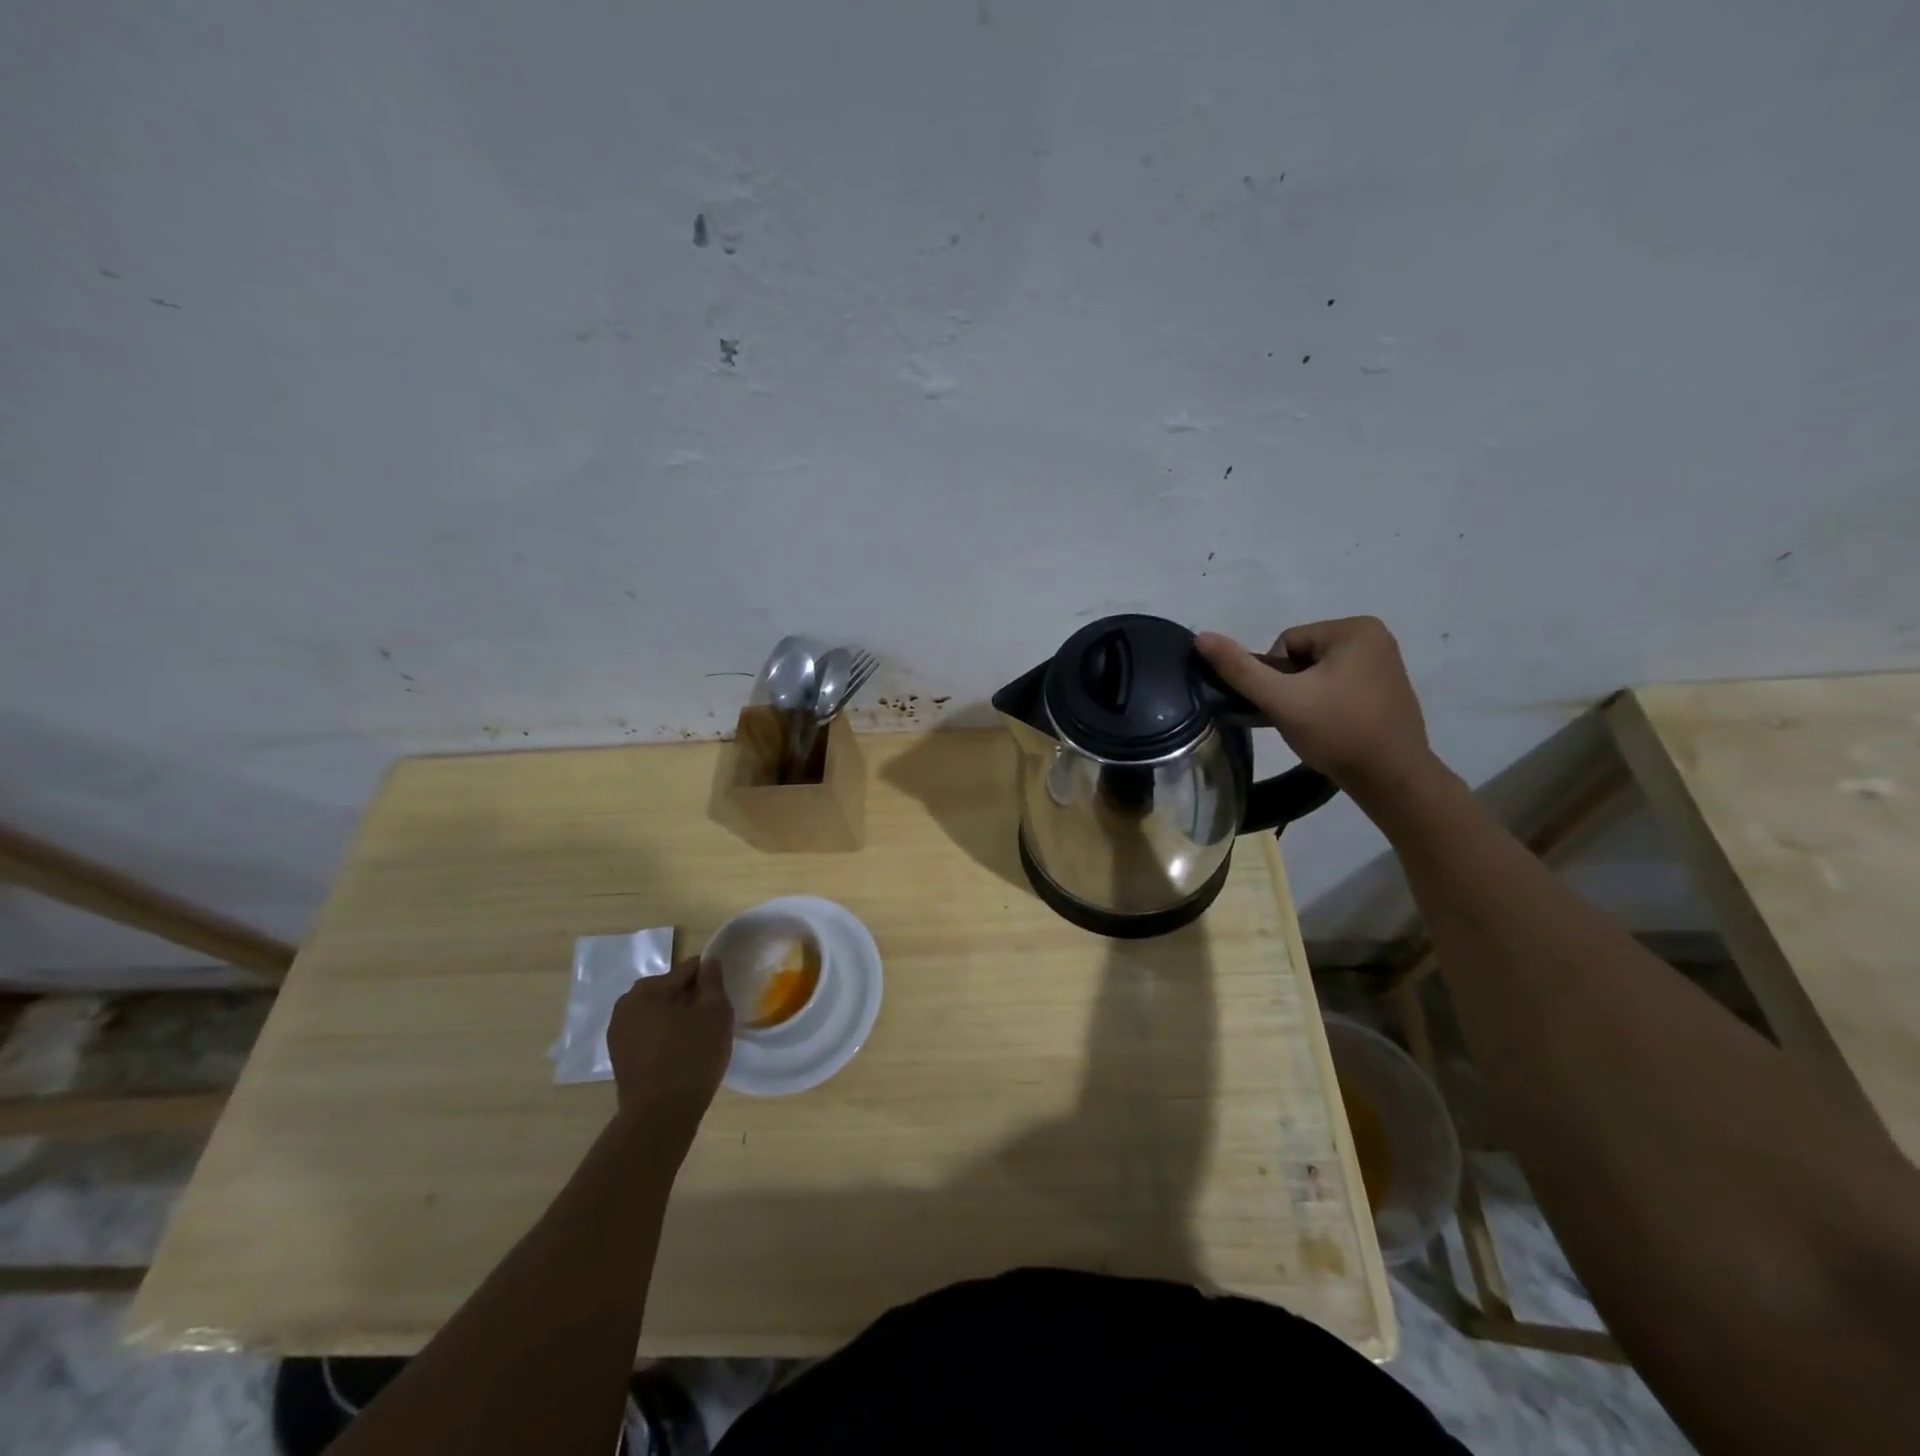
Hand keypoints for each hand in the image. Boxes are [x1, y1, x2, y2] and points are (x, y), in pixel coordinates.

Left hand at [607, 956, 733, 1126]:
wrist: (660, 1116)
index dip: (708, 978)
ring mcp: (618, 1035)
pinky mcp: (620, 1059)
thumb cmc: (691, 1056)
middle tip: (712, 1017)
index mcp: (646, 990)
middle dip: (690, 998)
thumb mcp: (715, 1013)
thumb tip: (709, 962)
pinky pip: (648, 1035)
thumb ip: (712, 982)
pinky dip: (665, 1036)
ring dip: (676, 1018)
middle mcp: (625, 1007)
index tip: (722, 994)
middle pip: (668, 990)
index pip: (685, 969)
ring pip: (657, 1013)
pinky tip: (682, 1053)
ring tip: (699, 1036)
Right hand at [1196, 616, 1434, 799]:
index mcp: (1355, 628)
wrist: (1391, 779)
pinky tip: (1332, 727)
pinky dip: (1328, 703)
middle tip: (1301, 719)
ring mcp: (1385, 661)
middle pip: (1301, 655)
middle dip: (1293, 686)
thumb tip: (1201, 637)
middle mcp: (1375, 636)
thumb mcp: (1282, 699)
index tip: (1290, 706)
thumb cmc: (1337, 732)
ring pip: (1317, 672)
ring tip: (1316, 726)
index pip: (1285, 643)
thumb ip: (1240, 669)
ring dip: (1307, 696)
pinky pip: (1339, 684)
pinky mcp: (1387, 686)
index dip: (1276, 677)